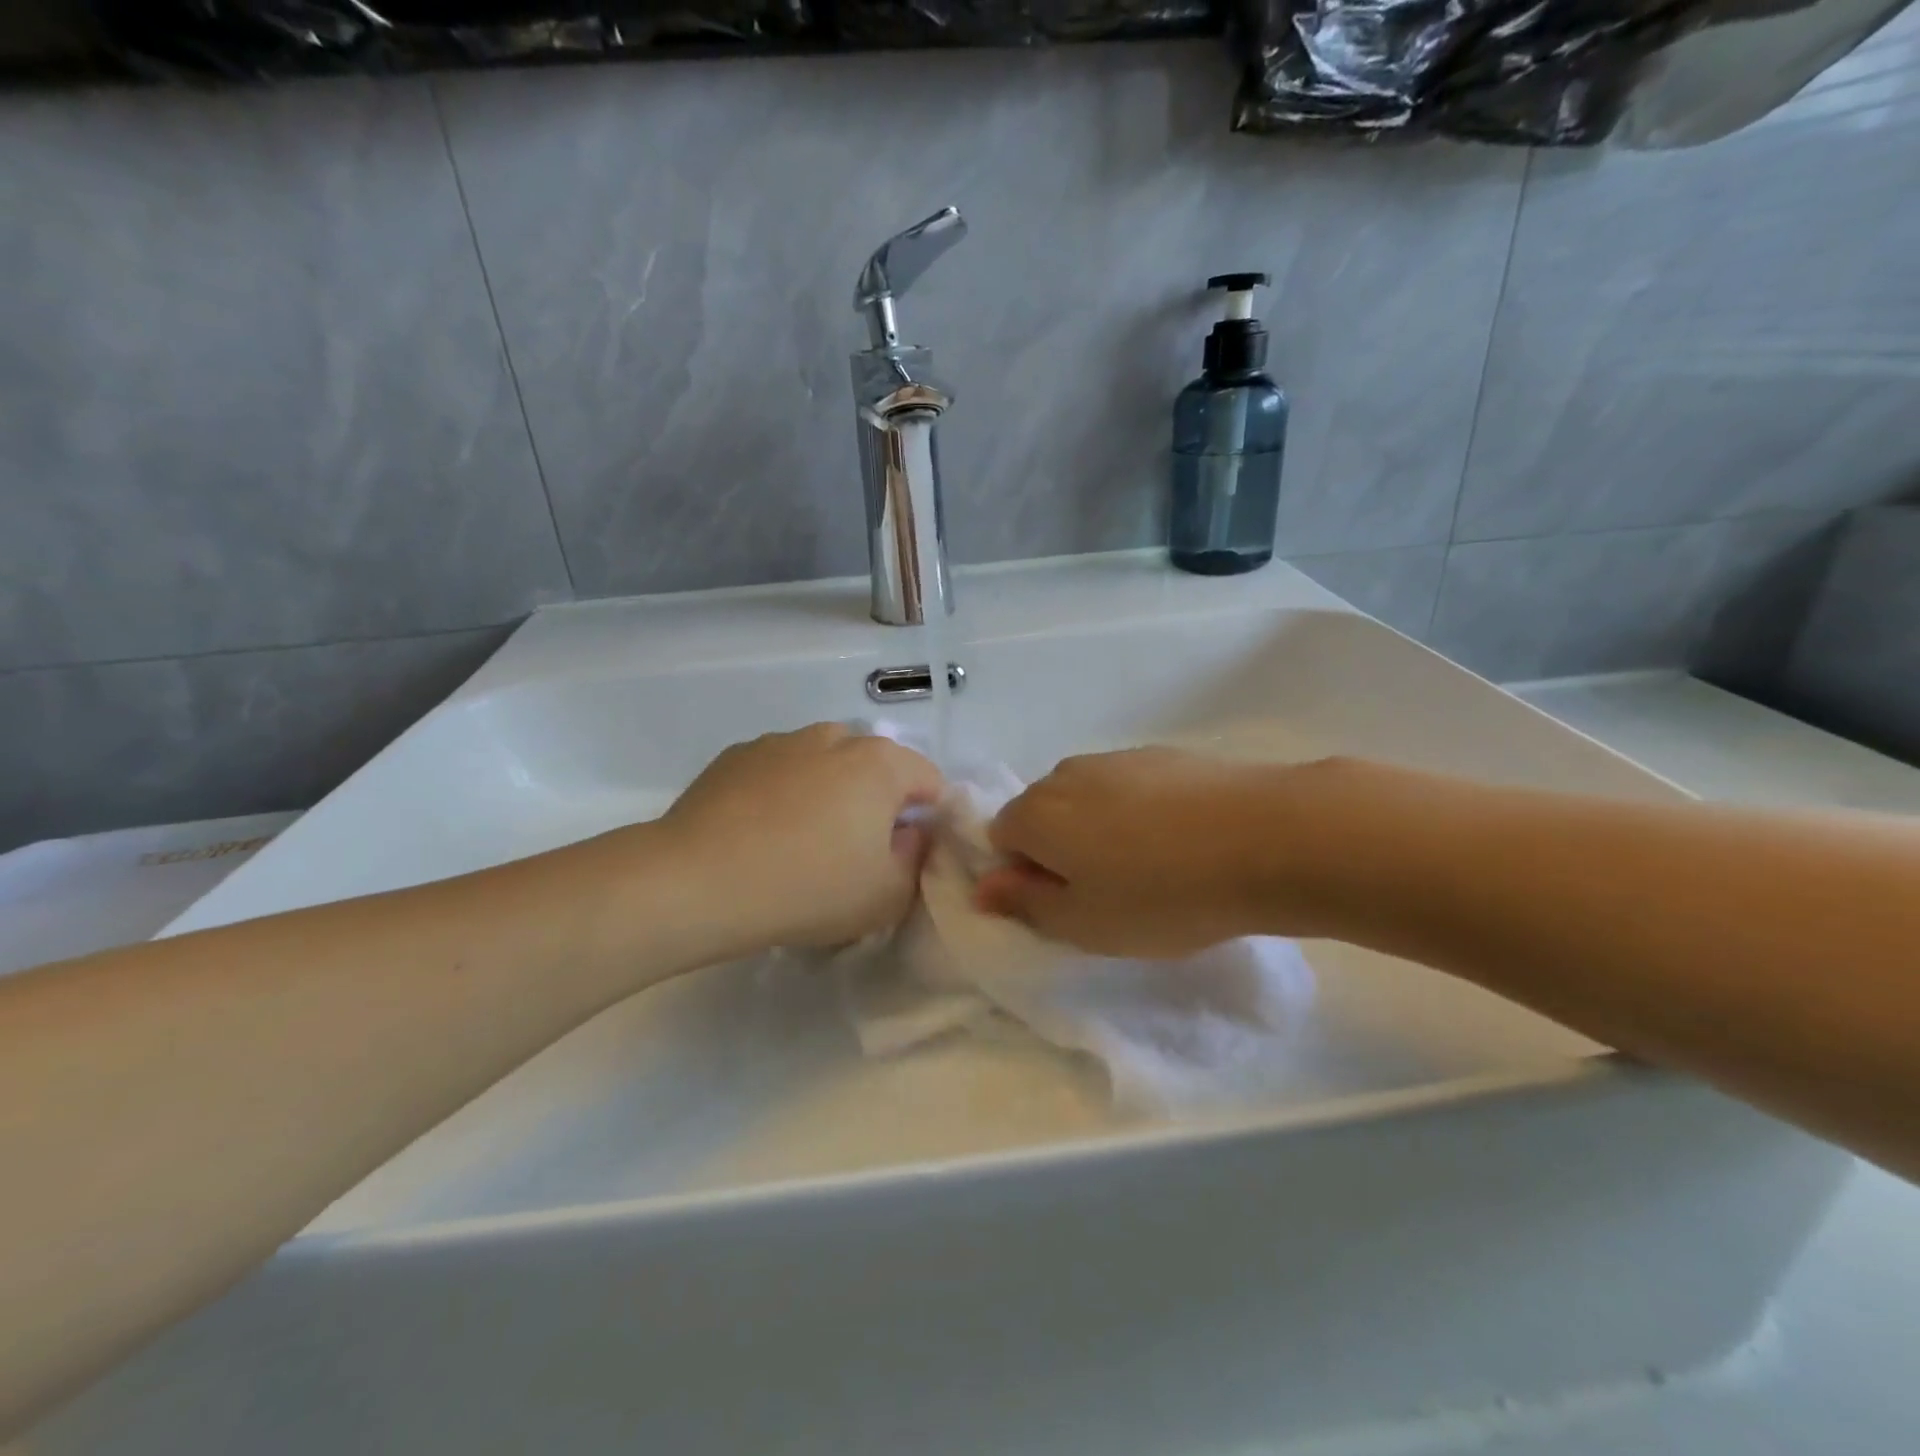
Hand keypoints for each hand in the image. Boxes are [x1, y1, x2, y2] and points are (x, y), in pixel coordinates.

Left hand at [660, 723, 943, 954]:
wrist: (697, 882)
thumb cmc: (808, 888)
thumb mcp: (887, 895)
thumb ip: (917, 858)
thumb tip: (910, 832)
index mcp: (880, 763)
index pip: (928, 778)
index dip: (927, 817)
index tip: (905, 854)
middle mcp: (834, 737)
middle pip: (875, 766)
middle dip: (876, 801)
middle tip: (855, 850)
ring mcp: (780, 742)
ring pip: (824, 763)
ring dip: (828, 792)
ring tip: (801, 840)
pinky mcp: (736, 756)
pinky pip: (779, 770)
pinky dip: (783, 792)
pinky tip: (760, 832)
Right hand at [977, 748, 1299, 956]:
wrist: (1267, 837)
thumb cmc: (1162, 894)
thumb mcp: (1084, 924)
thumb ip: (1025, 904)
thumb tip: (984, 887)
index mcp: (1036, 813)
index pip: (1001, 838)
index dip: (1026, 875)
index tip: (1068, 904)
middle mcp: (1066, 774)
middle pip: (1043, 814)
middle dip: (1061, 851)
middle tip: (1109, 893)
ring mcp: (1117, 758)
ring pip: (1088, 799)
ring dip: (1101, 831)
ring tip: (1153, 868)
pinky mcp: (1164, 754)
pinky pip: (1130, 788)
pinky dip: (1140, 813)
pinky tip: (1184, 841)